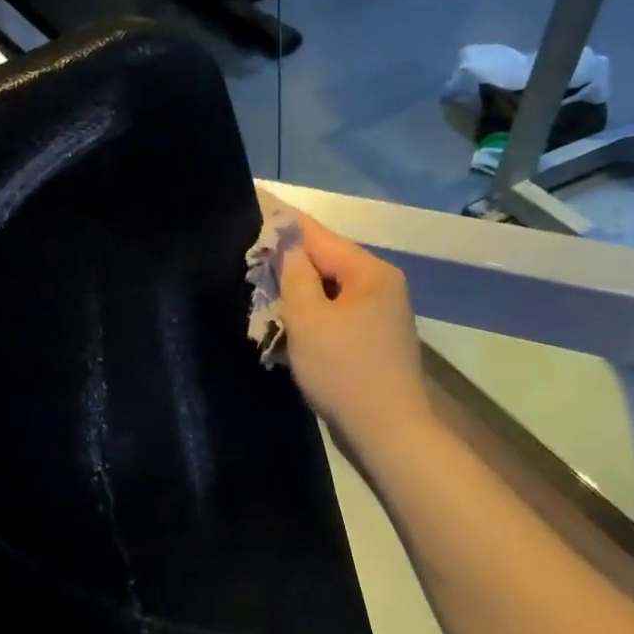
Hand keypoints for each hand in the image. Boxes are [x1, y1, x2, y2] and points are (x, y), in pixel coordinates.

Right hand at [277, 210, 432, 455]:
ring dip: (295, 291)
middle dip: (286, 260)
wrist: (386, 433)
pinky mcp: (371, 341)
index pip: (318, 235)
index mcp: (369, 273)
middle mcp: (380, 286)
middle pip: (324, 261)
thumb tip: (286, 240)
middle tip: (247, 256)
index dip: (283, 220)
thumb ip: (295, 274)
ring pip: (327, 291)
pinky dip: (309, 315)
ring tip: (259, 288)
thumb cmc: (344, 372)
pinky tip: (284, 322)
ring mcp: (378, 315)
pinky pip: (333, 315)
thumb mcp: (309, 319)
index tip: (255, 200)